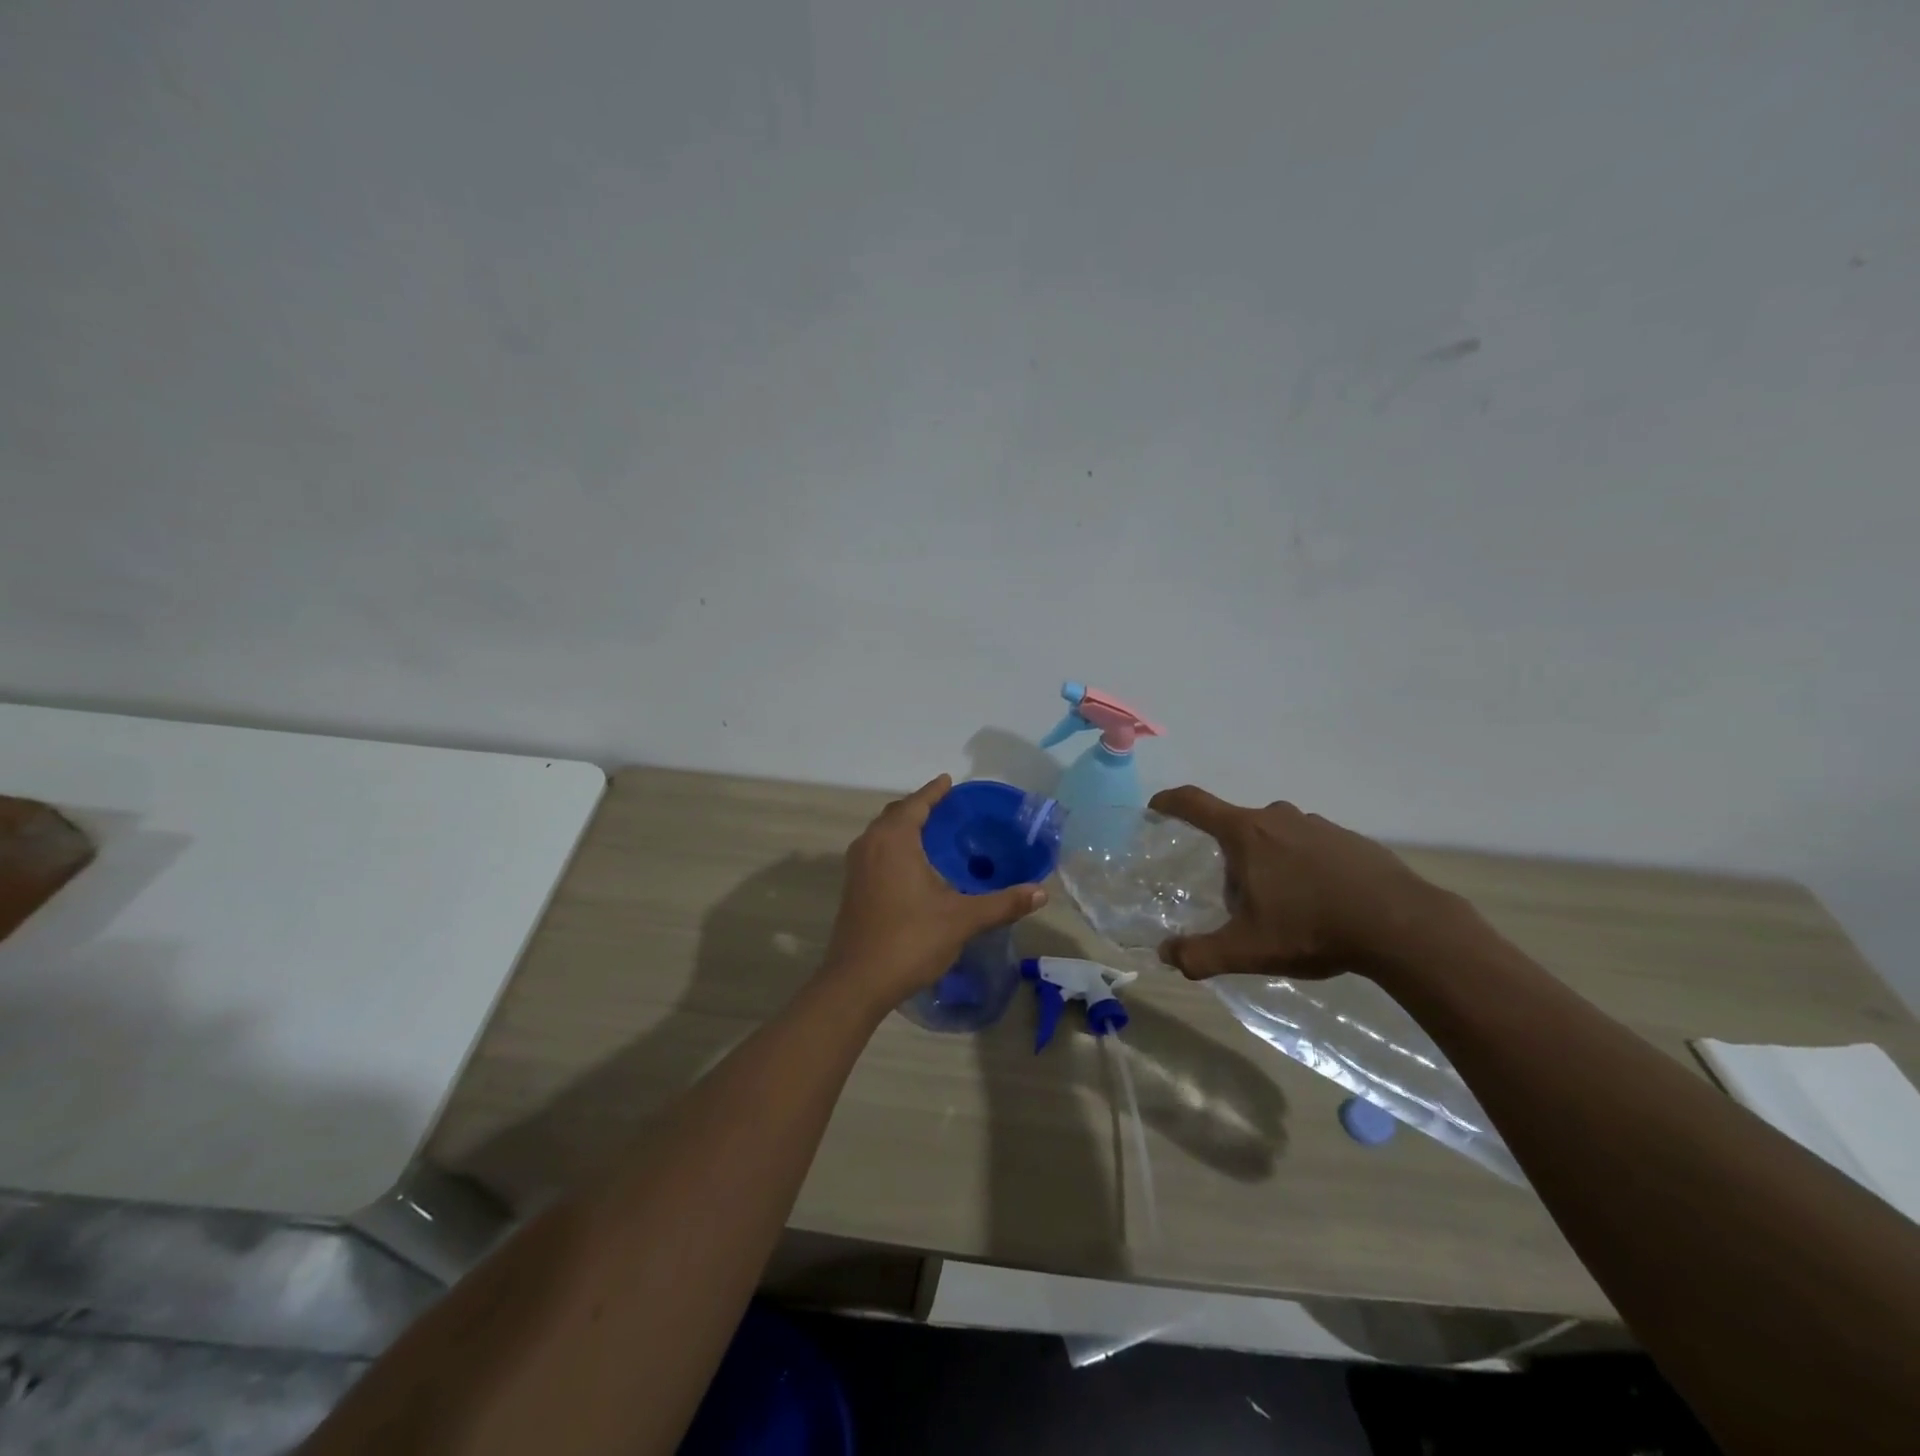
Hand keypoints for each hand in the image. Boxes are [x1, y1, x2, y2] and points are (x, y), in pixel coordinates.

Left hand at [823, 775, 1047, 1008]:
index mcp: (894, 840)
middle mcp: (870, 845)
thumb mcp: (962, 919)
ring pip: (883, 834)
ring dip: (905, 828)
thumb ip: (1003, 903)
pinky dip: (895, 847)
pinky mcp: (852, 888)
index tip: (950, 781)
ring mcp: (857, 867)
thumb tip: (1041, 892)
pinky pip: (876, 852)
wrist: (857, 982)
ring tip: (934, 834)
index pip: (916, 803)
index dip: (935, 791)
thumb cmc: (910, 940)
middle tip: (949, 810)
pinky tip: (915, 867)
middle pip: (896, 814)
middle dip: (920, 807)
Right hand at [1148, 786, 1450, 981]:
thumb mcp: (1247, 950)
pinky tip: (1320, 905)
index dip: (1170, 802)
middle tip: (1239, 902)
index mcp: (1246, 833)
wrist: (1401, 925)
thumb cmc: (1312, 928)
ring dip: (1268, 865)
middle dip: (1229, 859)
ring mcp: (1317, 825)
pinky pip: (1309, 847)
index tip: (1156, 807)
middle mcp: (1278, 818)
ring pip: (1275, 838)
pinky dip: (1303, 868)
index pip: (1194, 804)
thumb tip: (1166, 955)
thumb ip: (1200, 954)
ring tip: (1284, 909)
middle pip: (1237, 830)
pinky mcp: (1350, 839)